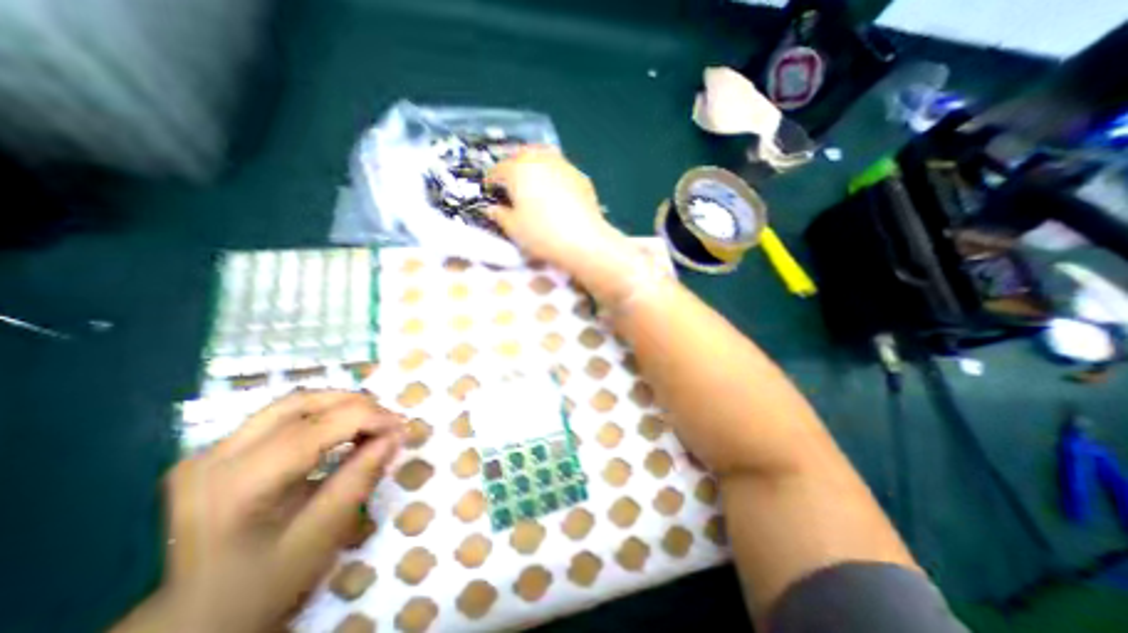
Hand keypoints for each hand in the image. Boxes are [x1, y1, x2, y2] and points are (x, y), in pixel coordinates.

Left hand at [112, 390, 400, 631]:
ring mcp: (209, 452)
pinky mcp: (217, 452)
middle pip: (302, 403)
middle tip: (389, 422)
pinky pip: (282, 416)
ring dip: (340, 405)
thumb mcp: (324, 532)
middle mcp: (214, 457)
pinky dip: (322, 415)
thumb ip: (362, 475)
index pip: (317, 427)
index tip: (403, 426)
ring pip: (293, 403)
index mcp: (238, 484)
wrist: (196, 620)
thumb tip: (396, 434)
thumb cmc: (265, 583)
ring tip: (371, 422)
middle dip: (356, 405)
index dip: (369, 417)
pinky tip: (341, 431)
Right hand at [487, 151, 620, 277]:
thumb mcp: (513, 228)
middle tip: (511, 184)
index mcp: (518, 170)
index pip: (498, 169)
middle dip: (513, 167)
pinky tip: (556, 192)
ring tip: (533, 183)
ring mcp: (564, 166)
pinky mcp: (581, 177)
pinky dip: (554, 176)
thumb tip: (492, 209)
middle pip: (521, 156)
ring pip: (544, 157)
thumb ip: (499, 215)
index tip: (490, 191)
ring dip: (535, 166)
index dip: (491, 181)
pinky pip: (562, 170)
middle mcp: (540, 160)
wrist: (584, 241)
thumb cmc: (542, 234)